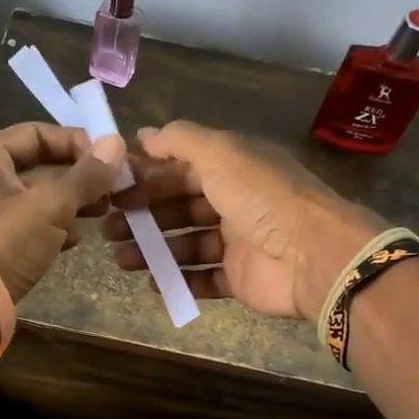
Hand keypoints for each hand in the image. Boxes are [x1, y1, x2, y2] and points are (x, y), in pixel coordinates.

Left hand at [0, 122, 126, 300]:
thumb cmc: (5, 244)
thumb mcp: (50, 206)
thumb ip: (86, 176)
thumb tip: (117, 144)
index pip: (37, 134)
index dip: (76, 143)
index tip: (109, 161)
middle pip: (39, 166)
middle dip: (78, 178)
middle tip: (112, 191)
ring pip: (38, 198)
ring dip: (71, 204)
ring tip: (102, 213)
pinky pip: (30, 224)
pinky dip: (53, 227)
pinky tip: (76, 239)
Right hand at [105, 121, 383, 320]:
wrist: (310, 255)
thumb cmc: (262, 198)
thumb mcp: (220, 153)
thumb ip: (180, 141)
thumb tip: (142, 135)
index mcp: (233, 168)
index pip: (182, 169)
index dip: (148, 177)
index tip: (113, 190)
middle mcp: (236, 202)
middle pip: (181, 207)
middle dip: (144, 216)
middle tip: (108, 228)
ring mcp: (239, 243)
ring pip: (187, 245)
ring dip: (153, 251)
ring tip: (120, 260)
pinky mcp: (241, 278)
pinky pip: (204, 279)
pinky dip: (179, 280)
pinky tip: (153, 283)